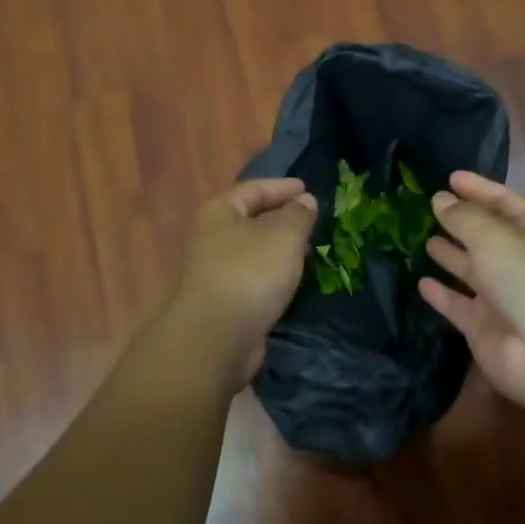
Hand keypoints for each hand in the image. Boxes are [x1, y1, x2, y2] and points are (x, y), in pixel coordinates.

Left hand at [171, 178, 318, 384]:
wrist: (217, 337)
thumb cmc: (250, 272)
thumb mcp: (284, 235)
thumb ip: (298, 214)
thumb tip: (304, 200)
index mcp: (220, 212)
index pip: (253, 189)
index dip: (282, 187)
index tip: (307, 189)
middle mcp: (212, 237)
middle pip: (251, 219)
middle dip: (282, 218)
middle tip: (312, 221)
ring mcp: (215, 271)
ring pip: (254, 251)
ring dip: (280, 249)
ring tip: (310, 250)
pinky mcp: (224, 301)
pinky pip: (254, 277)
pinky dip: (274, 274)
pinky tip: (294, 280)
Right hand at [419, 172, 524, 408]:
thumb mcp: (494, 235)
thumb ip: (463, 217)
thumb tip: (440, 199)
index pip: (505, 203)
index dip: (479, 189)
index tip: (451, 177)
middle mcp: (520, 263)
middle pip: (487, 237)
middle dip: (462, 222)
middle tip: (429, 207)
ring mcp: (503, 298)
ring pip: (471, 270)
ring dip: (451, 255)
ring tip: (423, 239)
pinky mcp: (484, 328)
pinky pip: (458, 305)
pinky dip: (441, 294)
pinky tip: (420, 282)